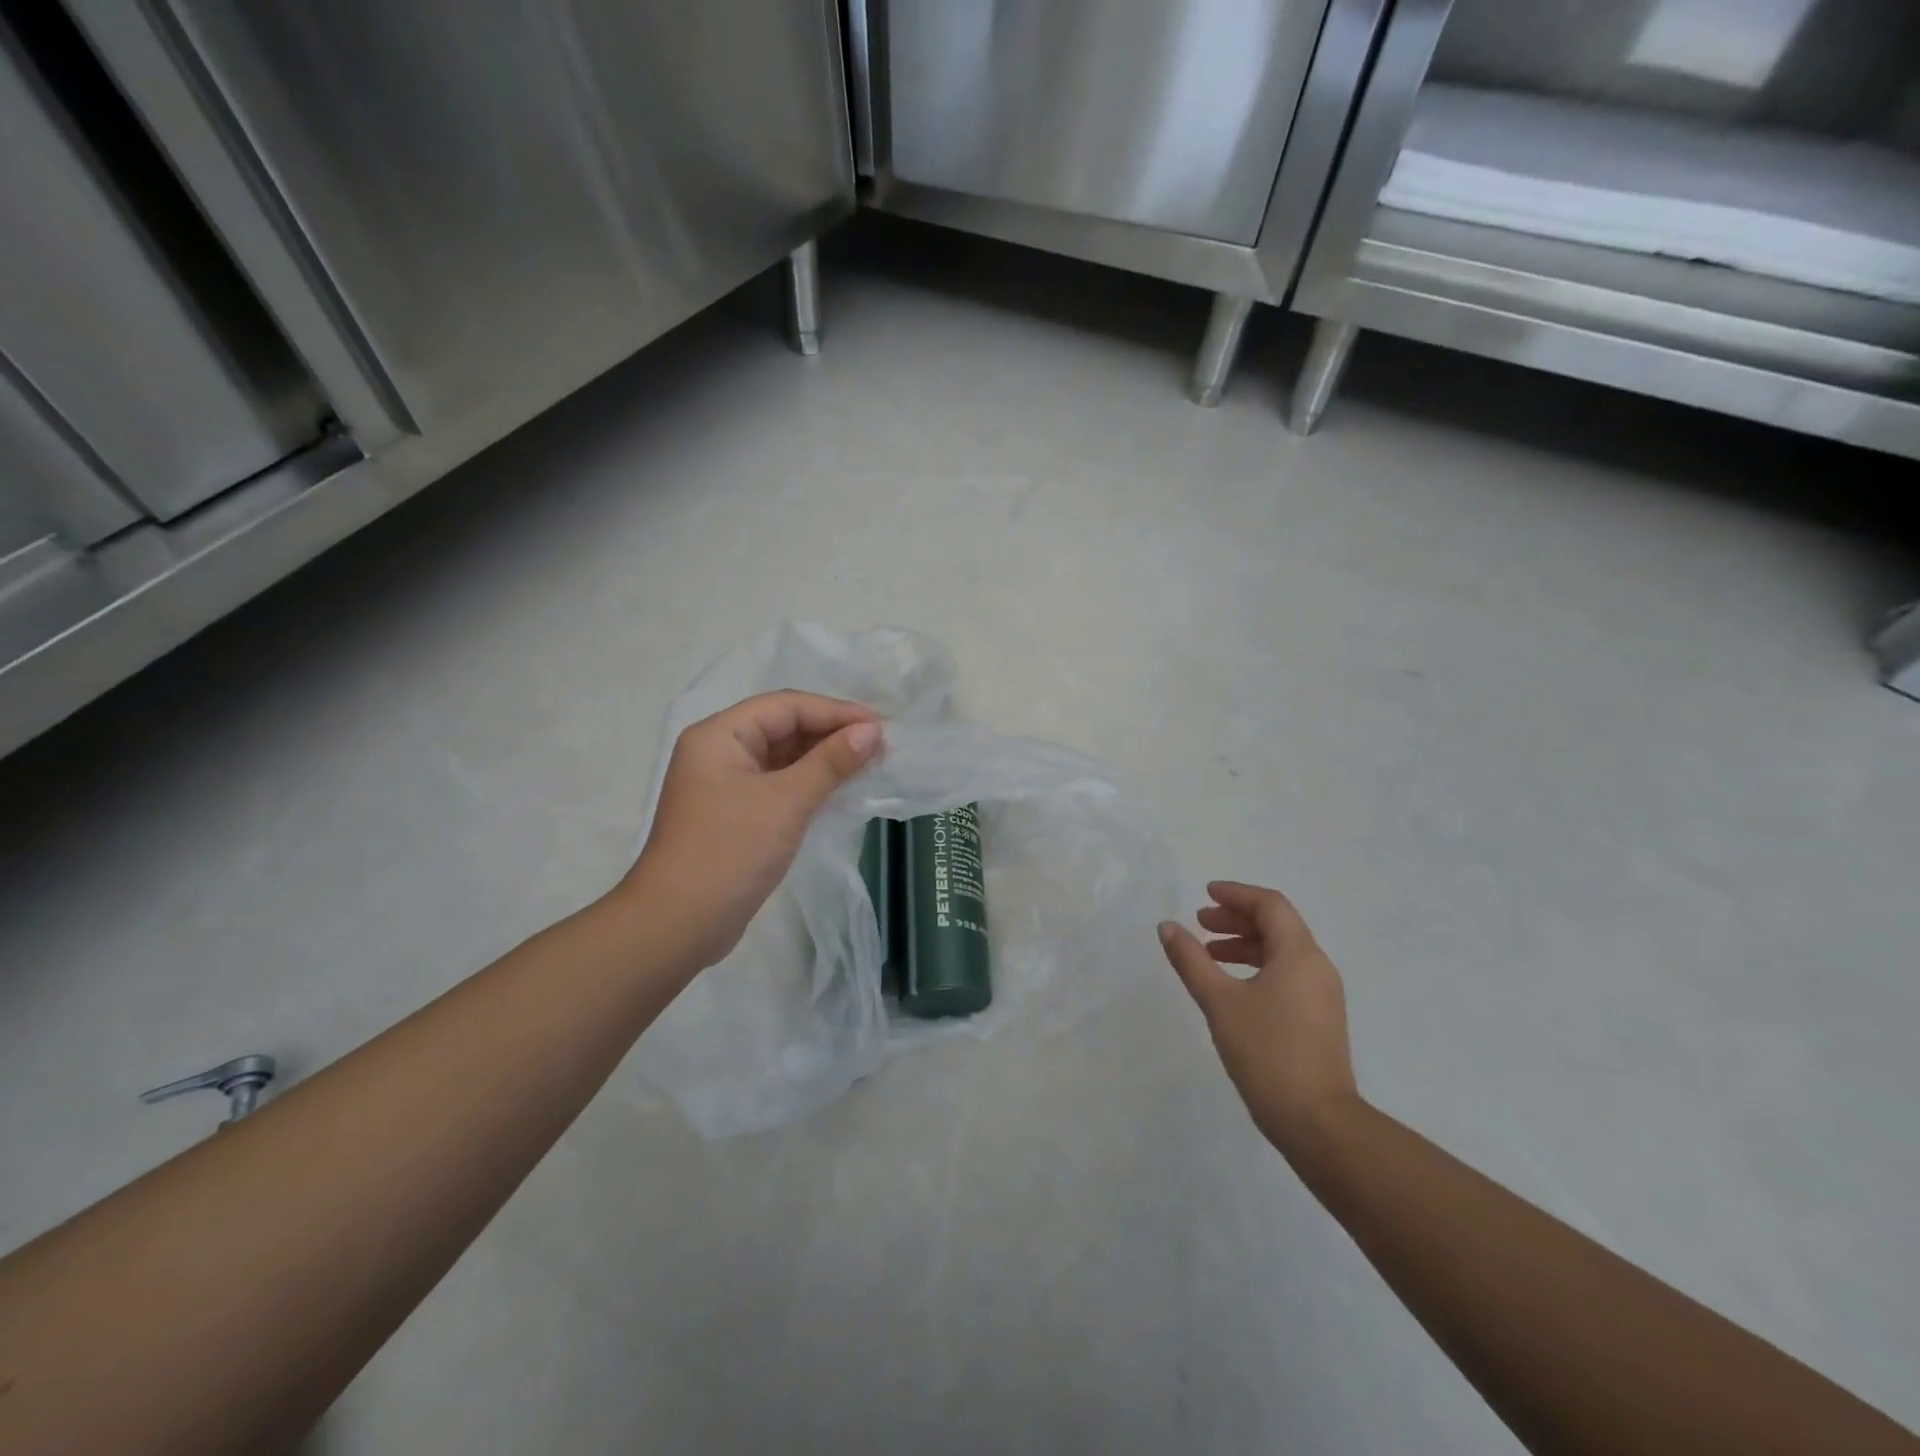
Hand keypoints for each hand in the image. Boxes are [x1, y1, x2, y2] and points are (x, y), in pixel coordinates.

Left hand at [622, 691, 882, 968]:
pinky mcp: (735, 815)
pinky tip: (841, 790)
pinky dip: (809, 784)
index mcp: (720, 736)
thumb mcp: (786, 802)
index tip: (880, 726)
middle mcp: (719, 752)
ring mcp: (725, 785)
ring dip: (824, 759)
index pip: (786, 706)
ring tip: (869, 764)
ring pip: (783, 758)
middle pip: (783, 728)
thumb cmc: (730, 852)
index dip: (835, 712)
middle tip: (880, 746)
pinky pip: (778, 785)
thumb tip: (871, 732)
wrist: (678, 925)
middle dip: (831, 734)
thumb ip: (831, 762)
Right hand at [1158, 882, 1358, 1158]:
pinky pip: (1287, 975)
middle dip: (1237, 919)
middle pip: (1277, 925)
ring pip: (1282, 952)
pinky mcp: (1319, 1019)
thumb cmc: (1267, 1052)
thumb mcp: (1219, 1001)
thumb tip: (1167, 927)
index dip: (1236, 894)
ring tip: (1210, 954)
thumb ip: (1191, 960)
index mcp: (1299, 954)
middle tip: (1200, 923)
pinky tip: (1232, 987)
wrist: (1318, 1122)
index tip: (1205, 895)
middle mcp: (1317, 967)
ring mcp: (1322, 995)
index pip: (1270, 905)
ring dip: (1245, 944)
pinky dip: (1257, 967)